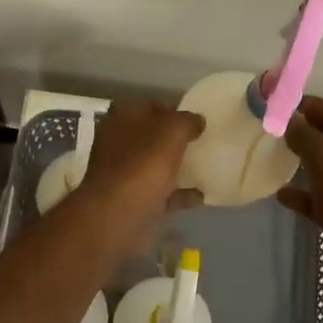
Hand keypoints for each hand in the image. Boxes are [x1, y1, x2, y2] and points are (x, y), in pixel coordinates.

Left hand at [70, 100, 204, 254]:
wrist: (117, 216)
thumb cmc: (143, 165)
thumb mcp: (171, 132)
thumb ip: (187, 121)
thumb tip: (198, 120)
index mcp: (122, 119)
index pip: (149, 106)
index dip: (172, 110)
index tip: (195, 120)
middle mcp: (119, 144)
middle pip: (152, 137)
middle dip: (175, 140)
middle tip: (202, 143)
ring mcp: (124, 174)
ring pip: (155, 165)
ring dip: (177, 167)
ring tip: (205, 167)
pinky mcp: (133, 201)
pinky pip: (161, 193)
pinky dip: (179, 194)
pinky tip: (201, 196)